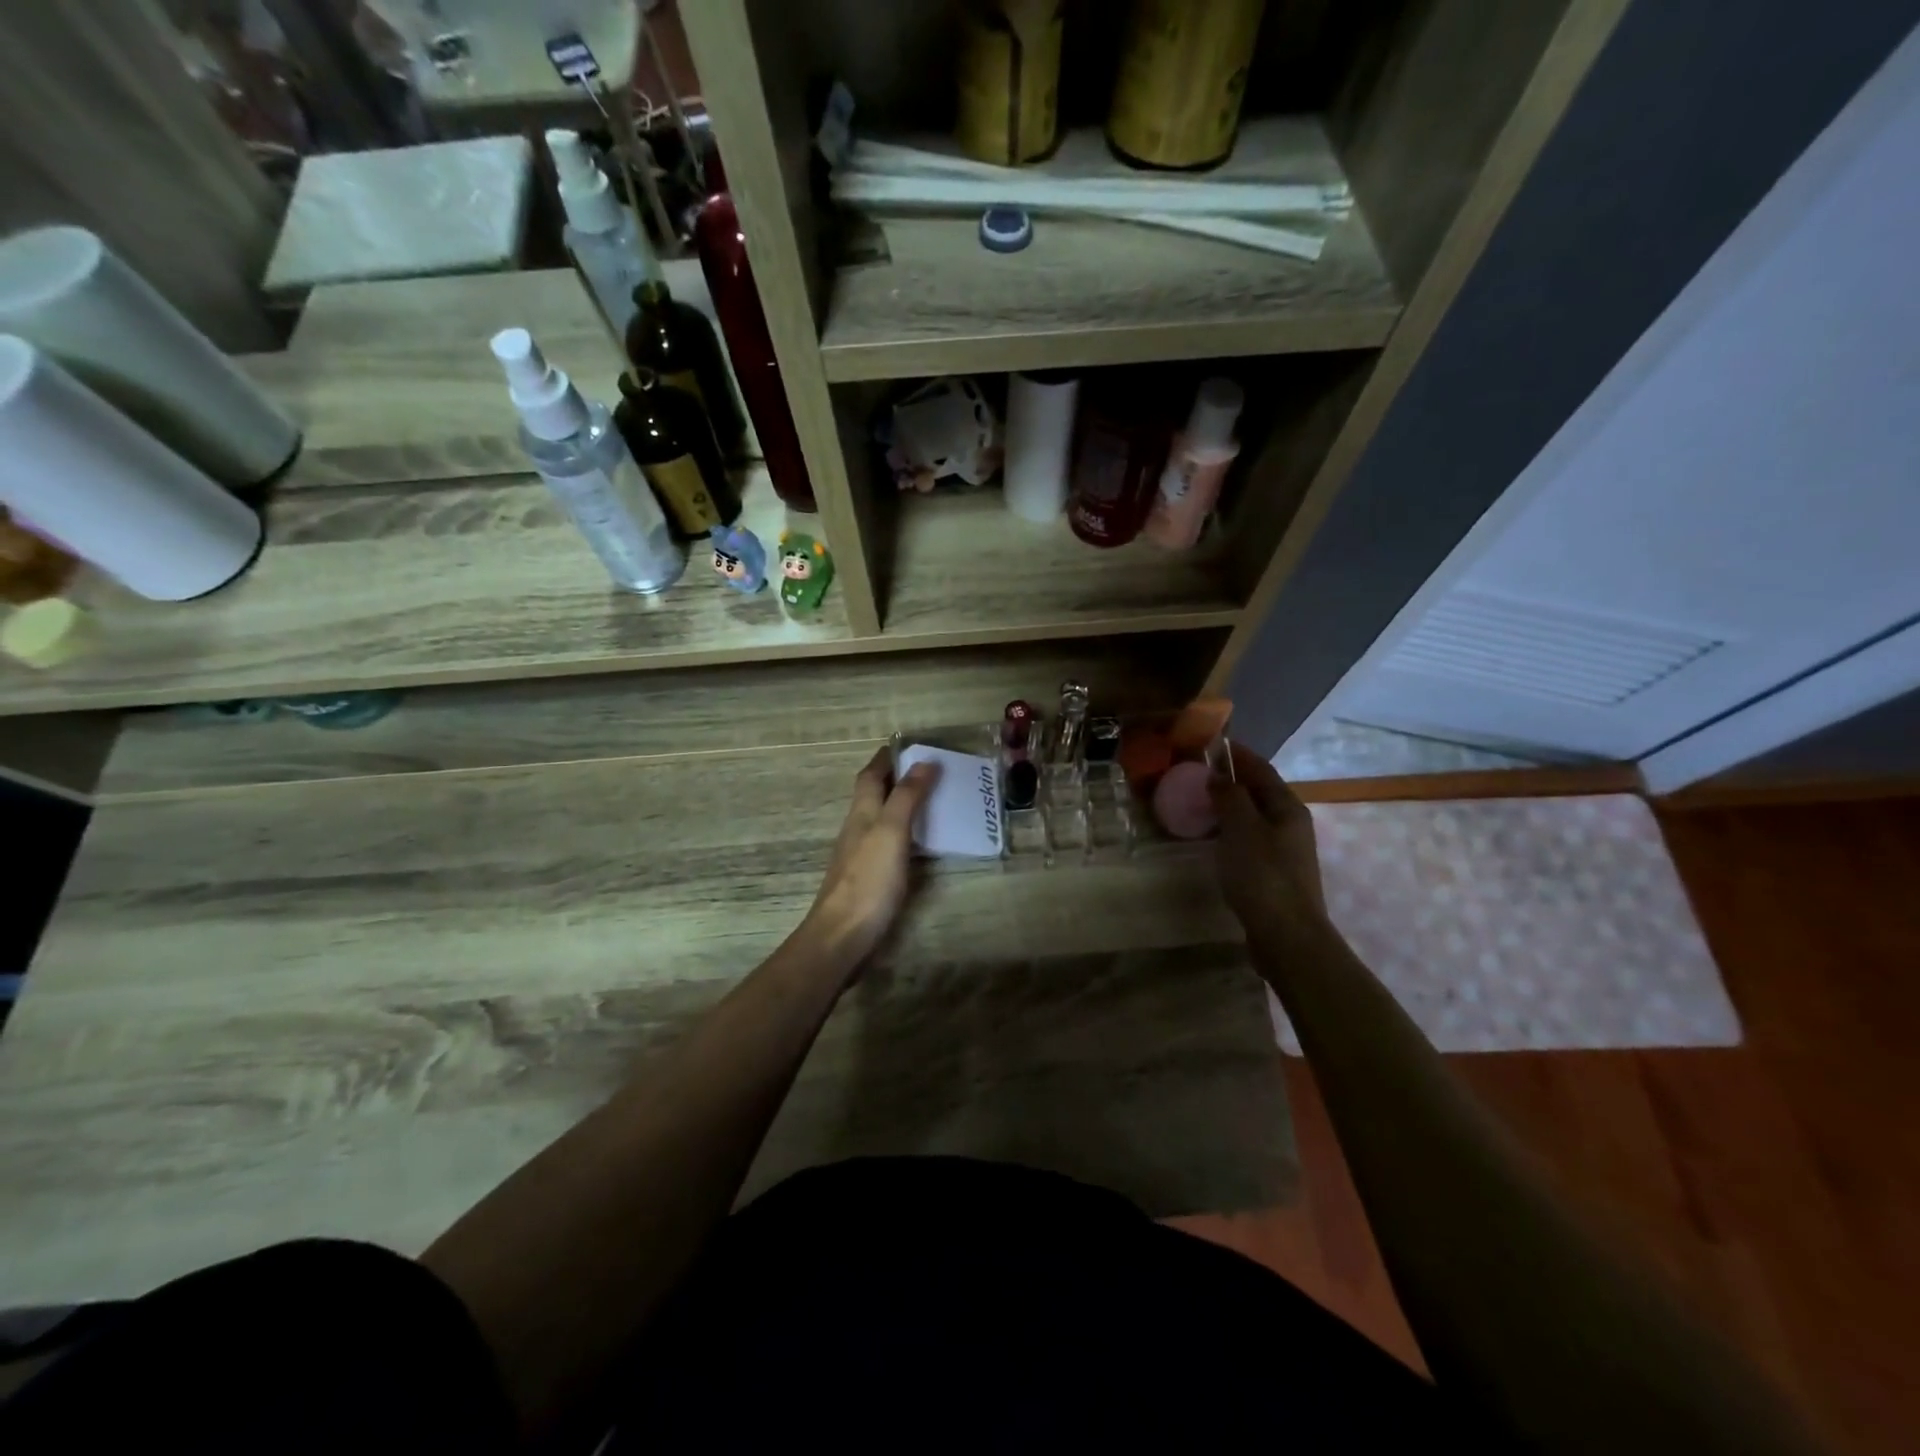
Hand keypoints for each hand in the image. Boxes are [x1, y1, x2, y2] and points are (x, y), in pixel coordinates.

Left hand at [798, 748, 938, 969]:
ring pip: (880, 819)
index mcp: (862, 813)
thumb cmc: (868, 881)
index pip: (870, 776)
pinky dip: (904, 834)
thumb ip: (907, 797)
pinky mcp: (868, 879)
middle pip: (873, 795)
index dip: (886, 759)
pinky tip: (921, 844)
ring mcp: (860, 856)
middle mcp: (858, 829)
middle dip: (896, 779)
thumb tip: (923, 762)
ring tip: (932, 801)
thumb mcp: (891, 832)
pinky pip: (888, 844)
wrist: (843, 937)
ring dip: (901, 806)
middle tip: (929, 771)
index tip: (908, 745)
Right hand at [1210, 742, 1329, 937]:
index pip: (1261, 769)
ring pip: (1253, 817)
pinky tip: (1212, 838)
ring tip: (1198, 801)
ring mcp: (1284, 851)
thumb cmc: (1263, 876)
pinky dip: (1230, 830)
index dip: (1237, 754)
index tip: (1210, 742)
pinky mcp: (1273, 874)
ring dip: (1229, 805)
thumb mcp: (1242, 829)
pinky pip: (1248, 840)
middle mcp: (1290, 824)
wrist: (1286, 936)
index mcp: (1287, 808)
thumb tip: (1218, 775)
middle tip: (1196, 772)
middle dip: (1231, 778)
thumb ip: (1230, 797)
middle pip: (1259, 792)